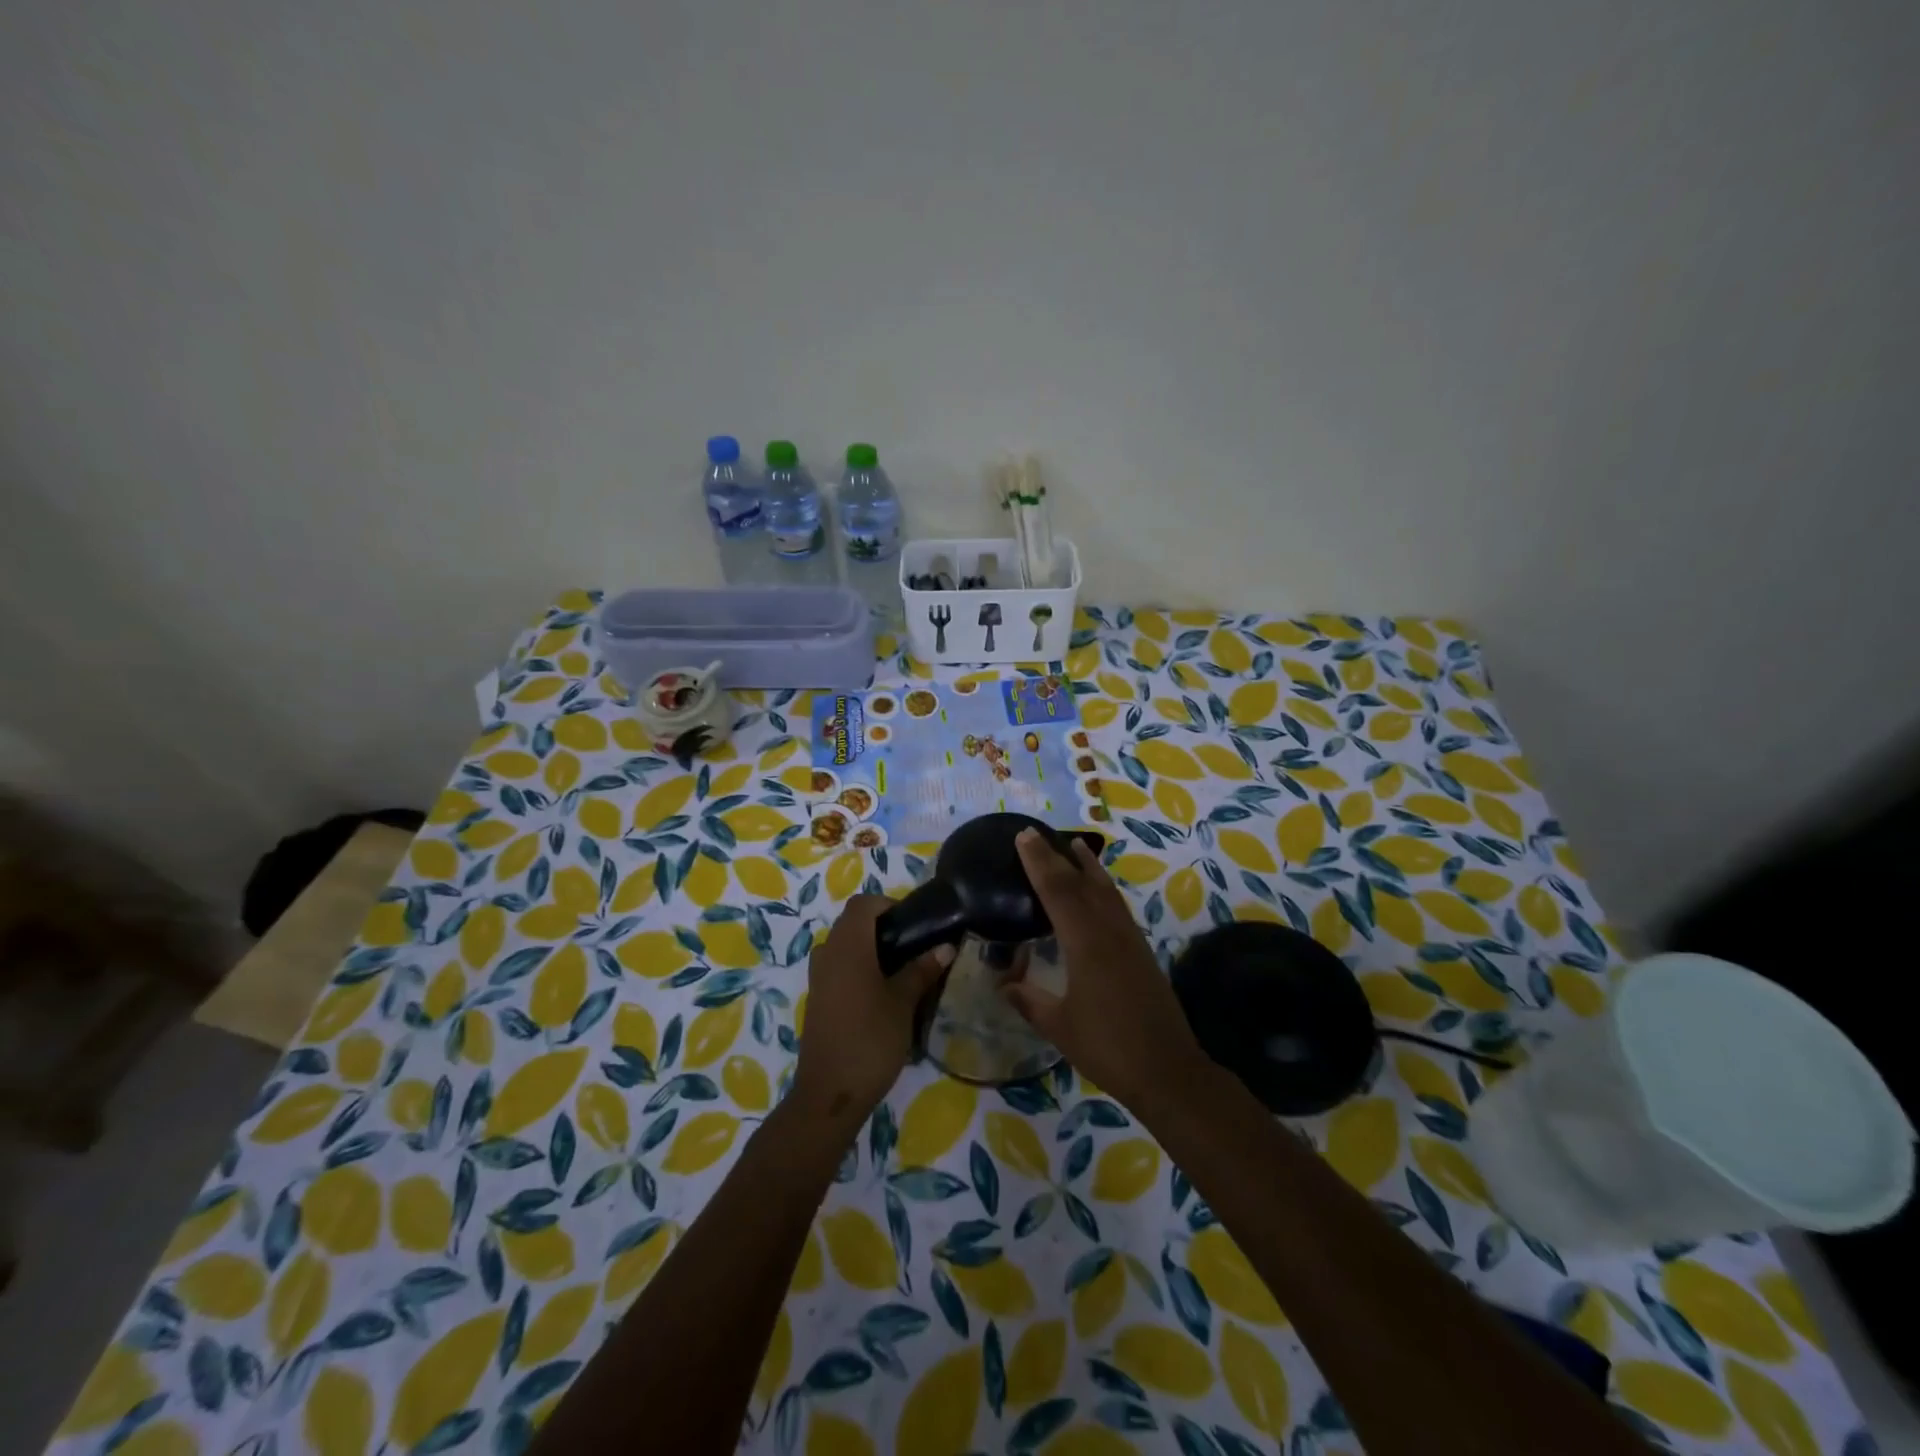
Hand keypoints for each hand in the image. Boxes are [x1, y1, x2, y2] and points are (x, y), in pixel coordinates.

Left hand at [793, 895, 953, 1120]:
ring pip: (843, 946)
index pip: (863, 904)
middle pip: (851, 923)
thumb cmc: (870, 1039)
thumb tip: (946, 946)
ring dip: (868, 949)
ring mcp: (818, 977)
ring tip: (900, 970)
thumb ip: (922, 970)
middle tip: (913, 947)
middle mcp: (828, 953)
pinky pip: (837, 967)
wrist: (829, 1094)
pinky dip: (857, 968)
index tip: (913, 924)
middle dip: (882, 927)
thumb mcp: (903, 1003)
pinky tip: (880, 994)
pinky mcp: (817, 999)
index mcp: (848, 946)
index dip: (888, 905)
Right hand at [1004, 829, 1207, 1112]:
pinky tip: (1098, 890)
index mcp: (1085, 943)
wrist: (1167, 1069)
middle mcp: (1108, 930)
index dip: (1038, 862)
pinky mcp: (1141, 950)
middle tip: (1037, 834)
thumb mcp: (1059, 1026)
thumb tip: (1003, 984)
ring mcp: (1129, 938)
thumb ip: (1028, 1000)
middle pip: (1080, 882)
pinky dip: (1103, 887)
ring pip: (1105, 889)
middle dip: (1056, 856)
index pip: (1056, 891)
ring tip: (1074, 845)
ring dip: (1088, 865)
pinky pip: (1117, 905)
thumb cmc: (1107, 1047)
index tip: (1023, 836)